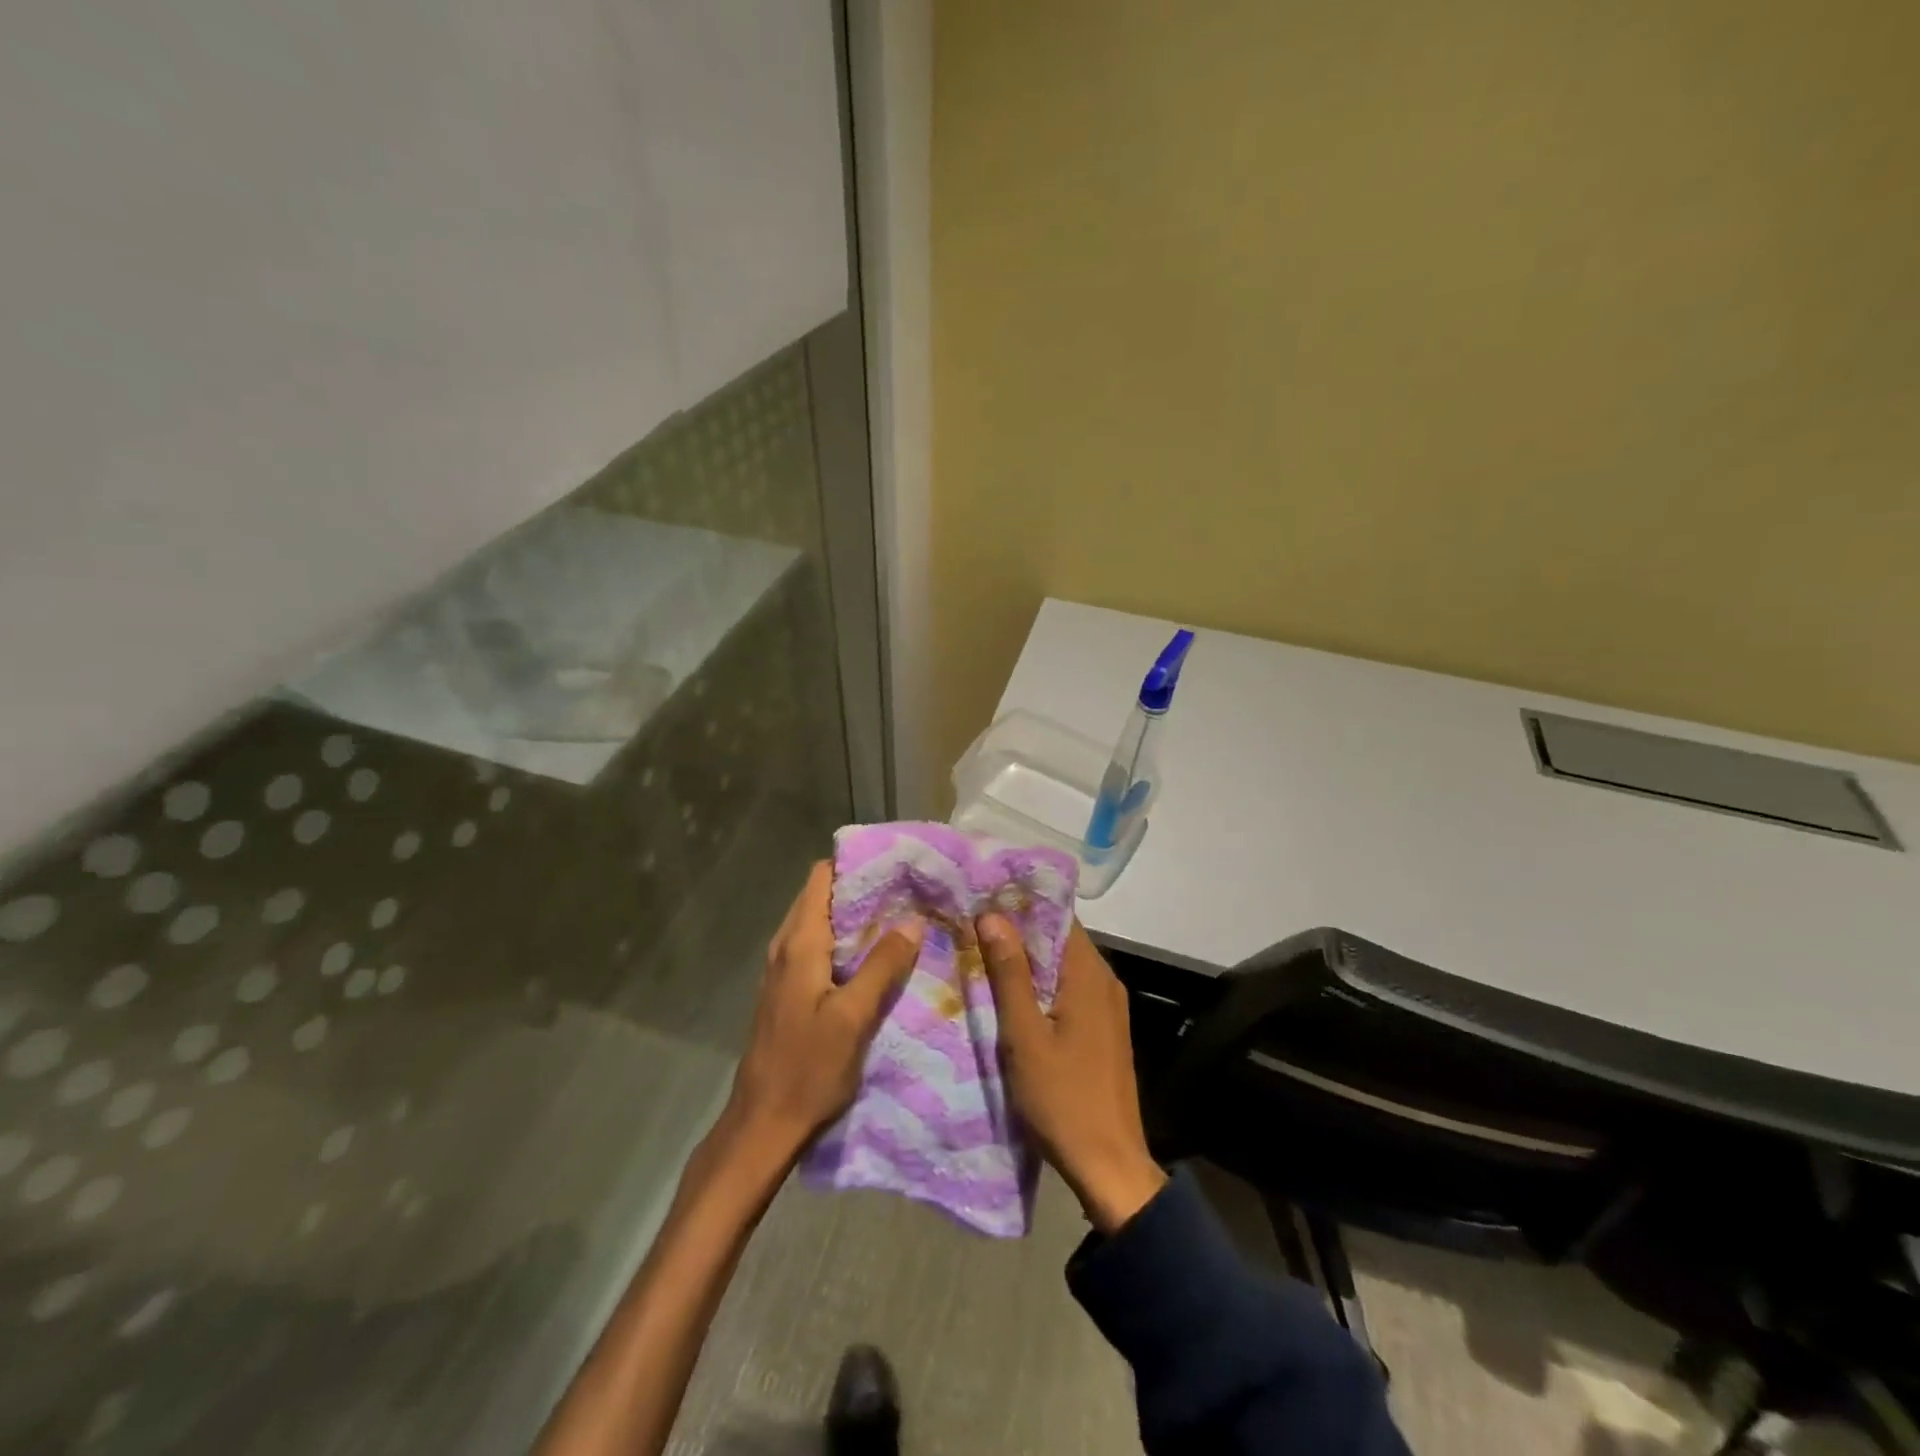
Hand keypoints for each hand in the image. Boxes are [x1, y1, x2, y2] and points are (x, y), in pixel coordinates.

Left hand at [723, 861, 922, 1164]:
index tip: (894, 863)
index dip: (855, 865)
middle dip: (861, 889)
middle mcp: (786, 947)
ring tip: (899, 917)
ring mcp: (783, 970)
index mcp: (799, 944)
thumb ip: (882, 965)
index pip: (821, 878)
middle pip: (821, 897)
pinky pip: (818, 949)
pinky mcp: (788, 992)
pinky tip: (874, 956)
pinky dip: (845, 942)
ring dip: (855, 917)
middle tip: (907, 890)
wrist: (763, 1125)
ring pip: (820, 923)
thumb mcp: (854, 1017)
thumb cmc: (808, 1069)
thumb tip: (912, 920)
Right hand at [977, 914, 1167, 1232]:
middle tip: (971, 923)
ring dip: (1027, 959)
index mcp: (1089, 974)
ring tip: (982, 951)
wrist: (1109, 1165)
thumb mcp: (1024, 1035)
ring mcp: (1107, 1006)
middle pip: (1058, 939)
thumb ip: (1009, 973)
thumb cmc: (1062, 1098)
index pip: (1057, 917)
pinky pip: (1068, 990)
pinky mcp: (1103, 1029)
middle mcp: (1104, 980)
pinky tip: (1010, 993)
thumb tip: (991, 915)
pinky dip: (1041, 984)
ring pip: (1062, 966)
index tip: (982, 896)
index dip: (1020, 904)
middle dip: (1018, 930)